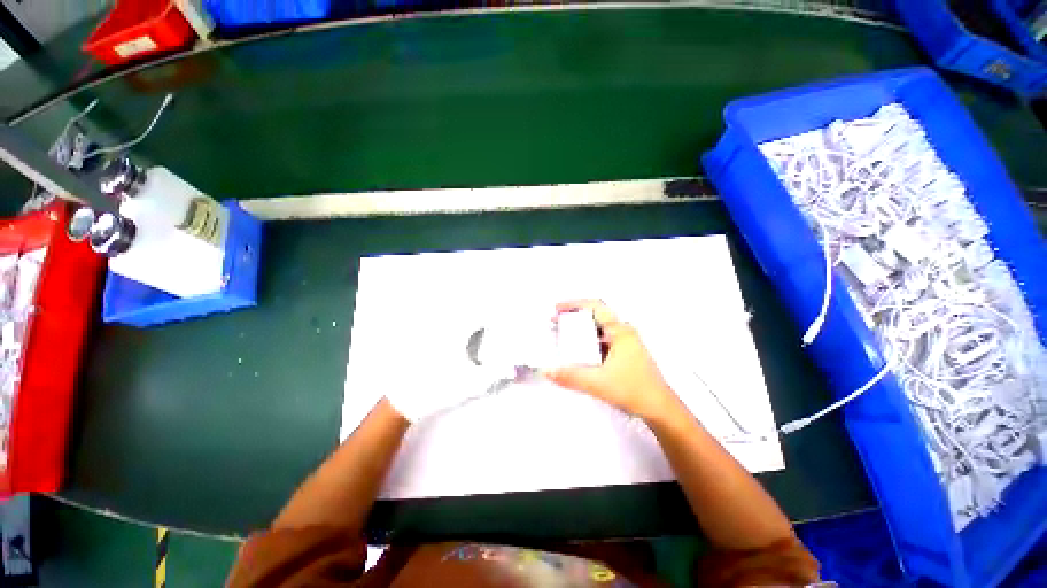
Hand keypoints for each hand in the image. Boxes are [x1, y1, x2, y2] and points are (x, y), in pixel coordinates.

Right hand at [545, 300, 676, 420]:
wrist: (660, 409)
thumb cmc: (634, 390)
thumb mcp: (598, 383)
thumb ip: (570, 376)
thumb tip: (547, 370)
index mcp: (620, 331)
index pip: (595, 307)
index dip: (573, 304)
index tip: (557, 309)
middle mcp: (624, 332)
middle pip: (595, 316)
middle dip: (574, 317)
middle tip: (556, 322)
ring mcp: (626, 343)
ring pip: (599, 329)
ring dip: (581, 330)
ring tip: (563, 336)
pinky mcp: (625, 354)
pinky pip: (603, 341)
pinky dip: (588, 342)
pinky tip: (579, 353)